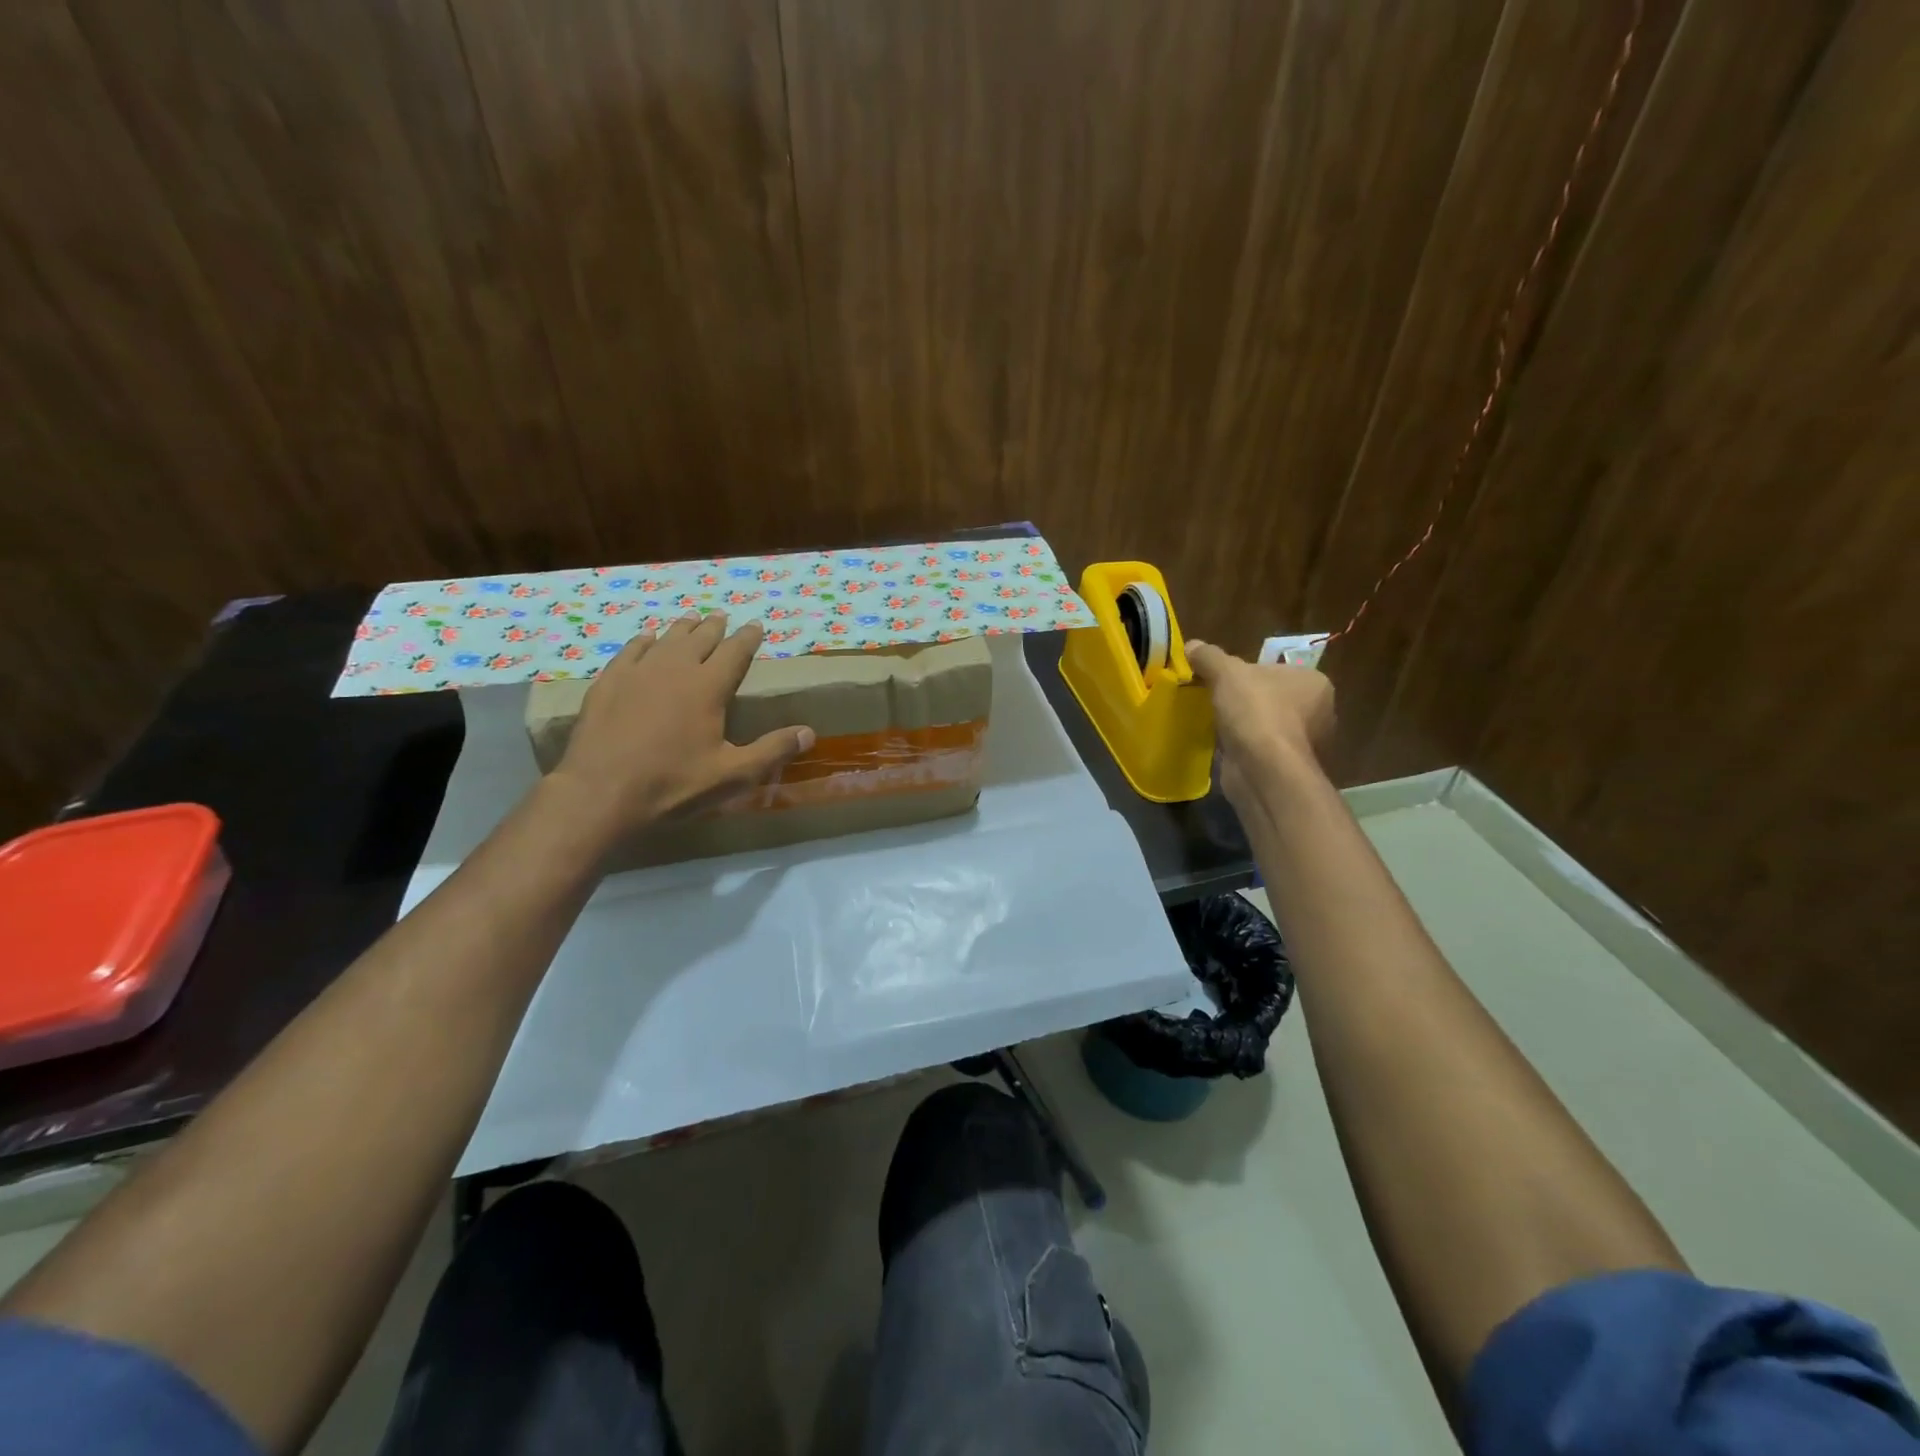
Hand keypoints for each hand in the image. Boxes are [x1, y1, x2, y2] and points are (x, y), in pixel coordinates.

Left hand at [550, 612, 814, 838]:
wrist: (600, 792)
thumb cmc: (673, 784)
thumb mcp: (732, 775)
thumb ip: (772, 751)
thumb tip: (810, 733)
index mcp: (708, 687)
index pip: (735, 652)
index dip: (748, 638)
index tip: (756, 626)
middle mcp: (675, 669)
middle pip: (700, 639)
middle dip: (715, 628)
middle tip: (723, 618)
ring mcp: (637, 672)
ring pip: (666, 640)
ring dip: (682, 629)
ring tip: (691, 620)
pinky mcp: (608, 683)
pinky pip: (631, 650)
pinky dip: (644, 641)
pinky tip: (646, 639)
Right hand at [1185, 639, 1335, 810]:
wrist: (1264, 770)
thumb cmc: (1256, 712)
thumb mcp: (1226, 673)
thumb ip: (1209, 656)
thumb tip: (1192, 646)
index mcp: (1314, 682)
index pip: (1276, 670)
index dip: (1246, 673)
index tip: (1221, 680)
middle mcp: (1319, 711)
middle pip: (1271, 697)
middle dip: (1245, 700)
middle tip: (1215, 700)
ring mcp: (1305, 743)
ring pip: (1266, 725)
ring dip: (1244, 726)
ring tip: (1215, 724)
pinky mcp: (1288, 768)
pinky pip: (1261, 750)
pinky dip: (1244, 748)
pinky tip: (1223, 746)